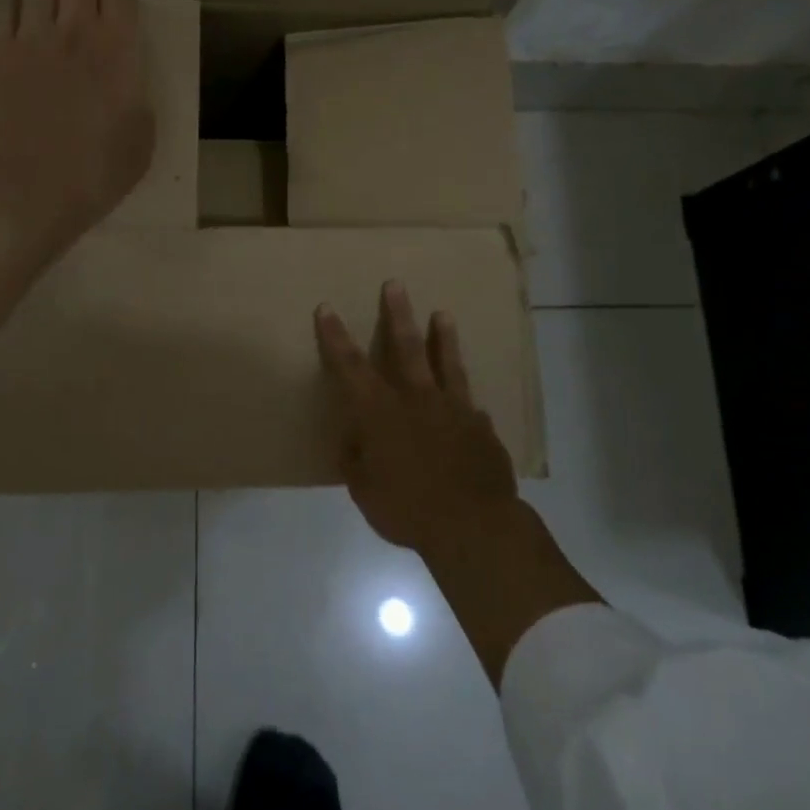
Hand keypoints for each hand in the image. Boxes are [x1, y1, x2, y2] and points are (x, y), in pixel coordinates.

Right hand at [314, 281, 519, 556]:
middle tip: (395, 284)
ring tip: (443, 314)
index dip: (336, 337)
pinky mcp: (481, 428)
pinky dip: (466, 401)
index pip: (351, 367)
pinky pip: (471, 407)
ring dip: (443, 338)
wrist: (473, 525)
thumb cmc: (407, 509)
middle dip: (397, 315)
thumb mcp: (364, 490)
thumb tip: (355, 440)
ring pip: (447, 364)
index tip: (327, 308)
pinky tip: (471, 402)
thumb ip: (357, 460)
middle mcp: (417, 400)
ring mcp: (454, 410)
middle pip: (405, 348)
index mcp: (381, 413)